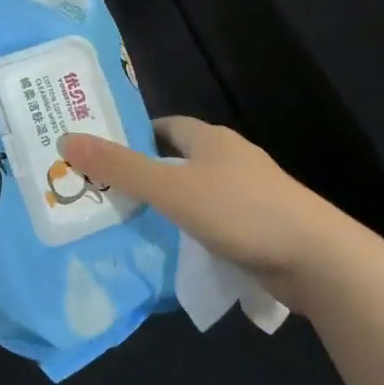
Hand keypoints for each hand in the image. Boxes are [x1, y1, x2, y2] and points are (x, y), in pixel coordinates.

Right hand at [58, 117, 350, 306]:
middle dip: (145, 173)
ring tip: (129, 223)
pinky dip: (190, 229)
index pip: (164, 126)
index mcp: (211, 139)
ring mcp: (249, 194)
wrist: (316, 258)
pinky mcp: (259, 226)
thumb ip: (120, 168)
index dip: (133, 136)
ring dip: (167, 204)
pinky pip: (212, 220)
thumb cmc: (240, 211)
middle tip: (105, 193)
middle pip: (178, 159)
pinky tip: (172, 248)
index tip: (102, 154)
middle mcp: (230, 159)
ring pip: (195, 192)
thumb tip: (67, 139)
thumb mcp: (172, 188)